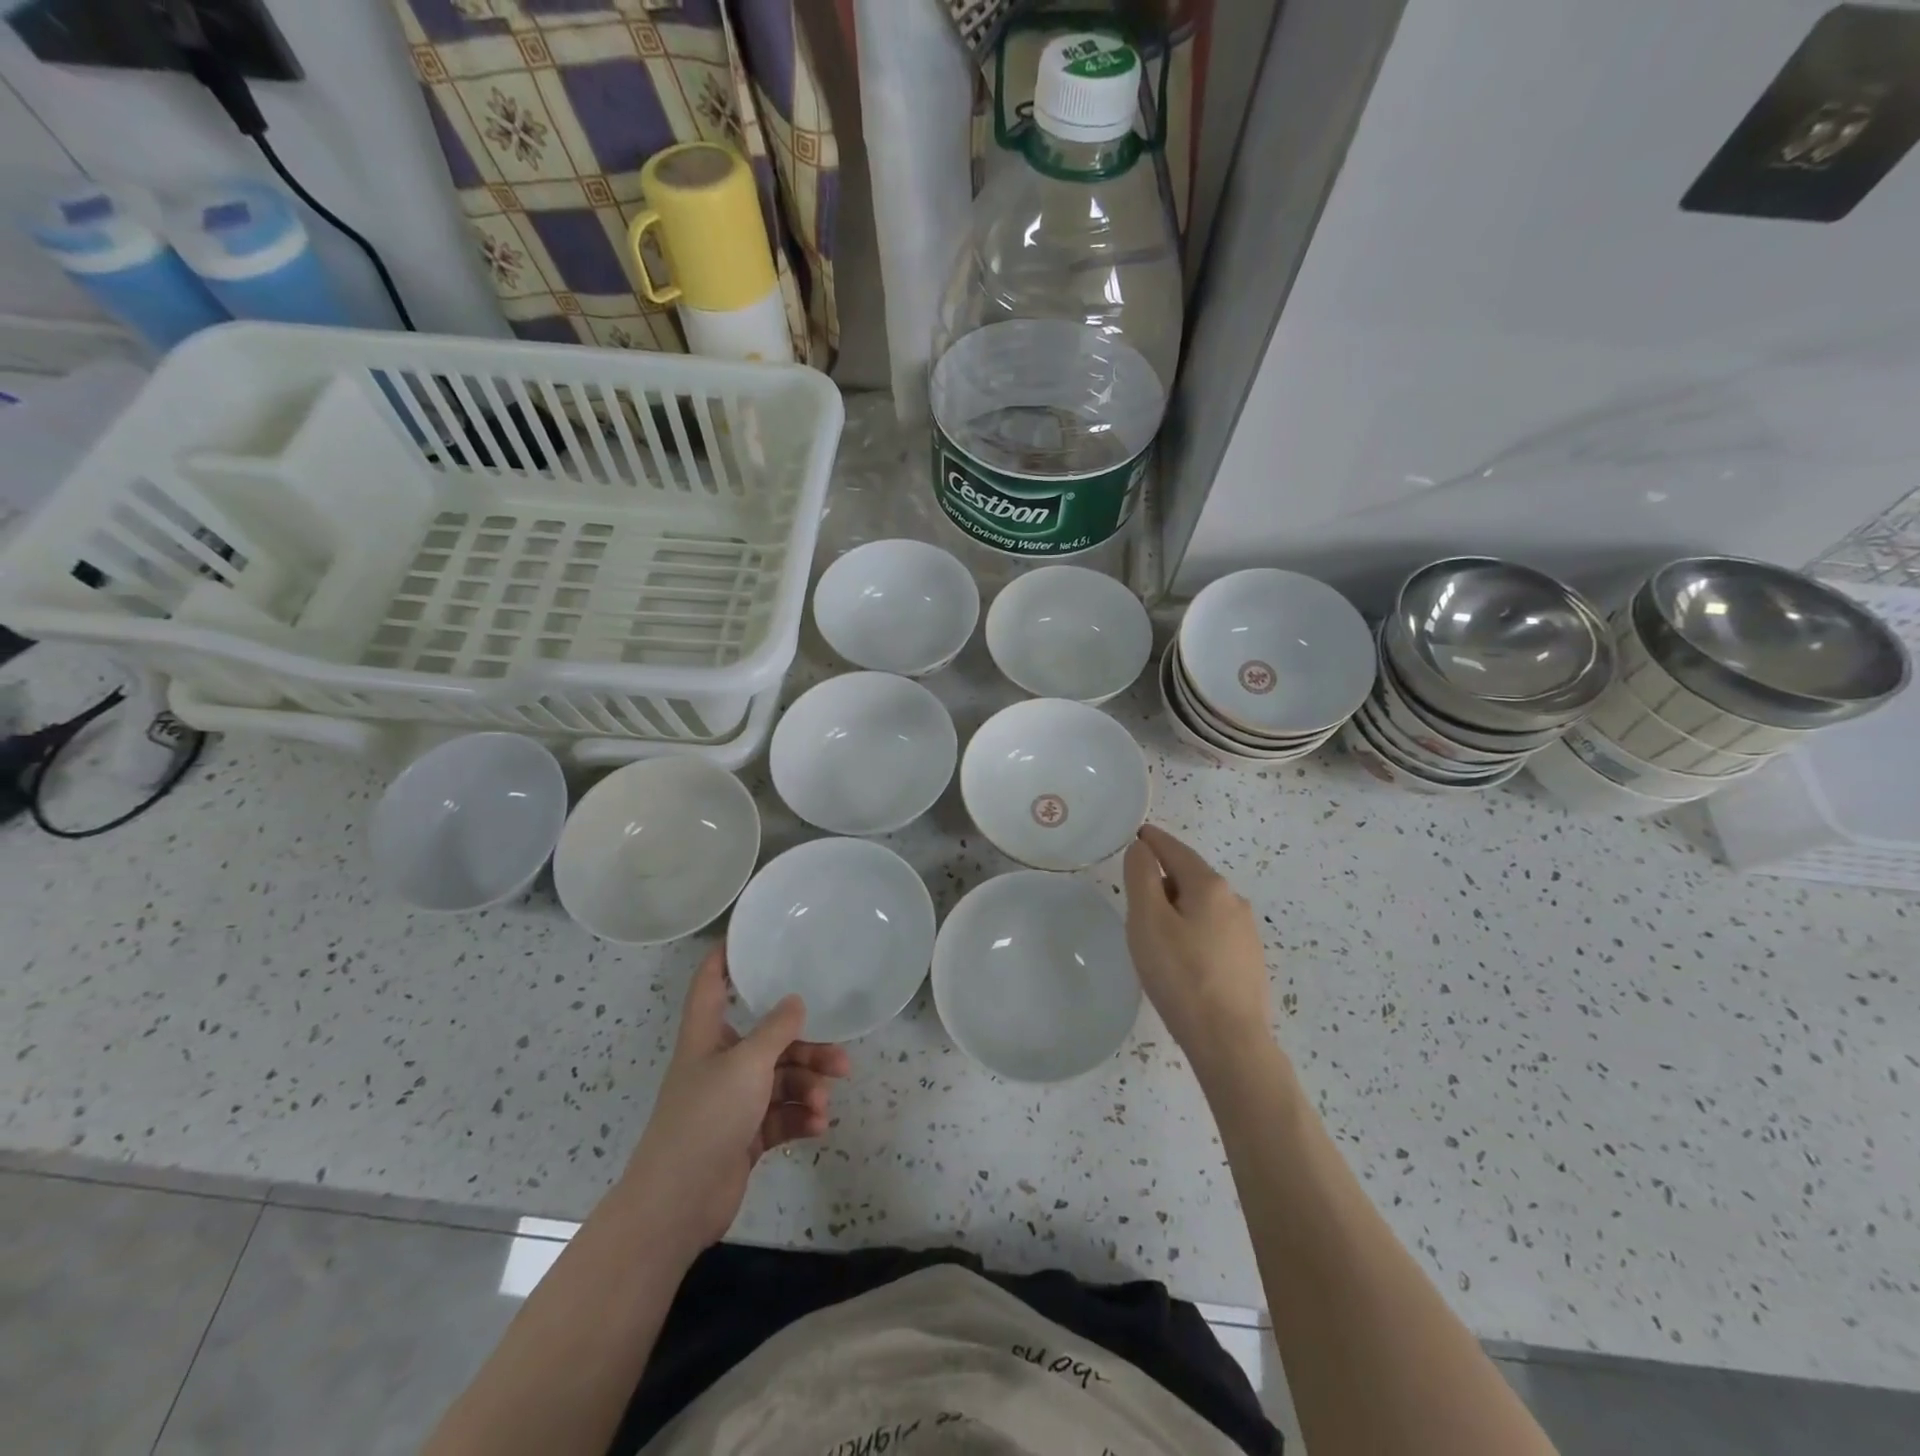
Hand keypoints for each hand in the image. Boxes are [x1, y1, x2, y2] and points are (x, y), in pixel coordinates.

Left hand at [623, 941, 850, 1260]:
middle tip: (841, 1059)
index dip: (727, 956)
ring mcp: (733, 1100)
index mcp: (707, 1035)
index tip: (753, 935)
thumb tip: (796, 1000)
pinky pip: (781, 1114)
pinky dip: (800, 1117)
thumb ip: (777, 1030)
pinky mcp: (745, 1134)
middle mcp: (720, 1061)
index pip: (712, 982)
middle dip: (806, 1048)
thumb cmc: (706, 1118)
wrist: (678, 1203)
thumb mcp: (747, 1065)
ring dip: (808, 1088)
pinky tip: (818, 1126)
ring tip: (826, 1104)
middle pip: (768, 1039)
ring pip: (781, 1079)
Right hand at [1123, 824, 1278, 1079]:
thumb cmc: (1180, 975)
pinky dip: (1192, 929)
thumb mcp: (1147, 920)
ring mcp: (1246, 932)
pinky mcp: (1248, 960)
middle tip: (1134, 895)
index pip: (1175, 850)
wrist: (1229, 1040)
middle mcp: (1234, 901)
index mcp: (1210, 886)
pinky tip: (1181, 956)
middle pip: (1190, 876)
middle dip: (1163, 877)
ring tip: (1153, 930)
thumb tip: (1142, 848)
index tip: (1136, 834)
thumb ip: (1141, 876)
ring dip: (1177, 907)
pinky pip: (1213, 930)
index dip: (1153, 840)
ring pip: (1202, 905)